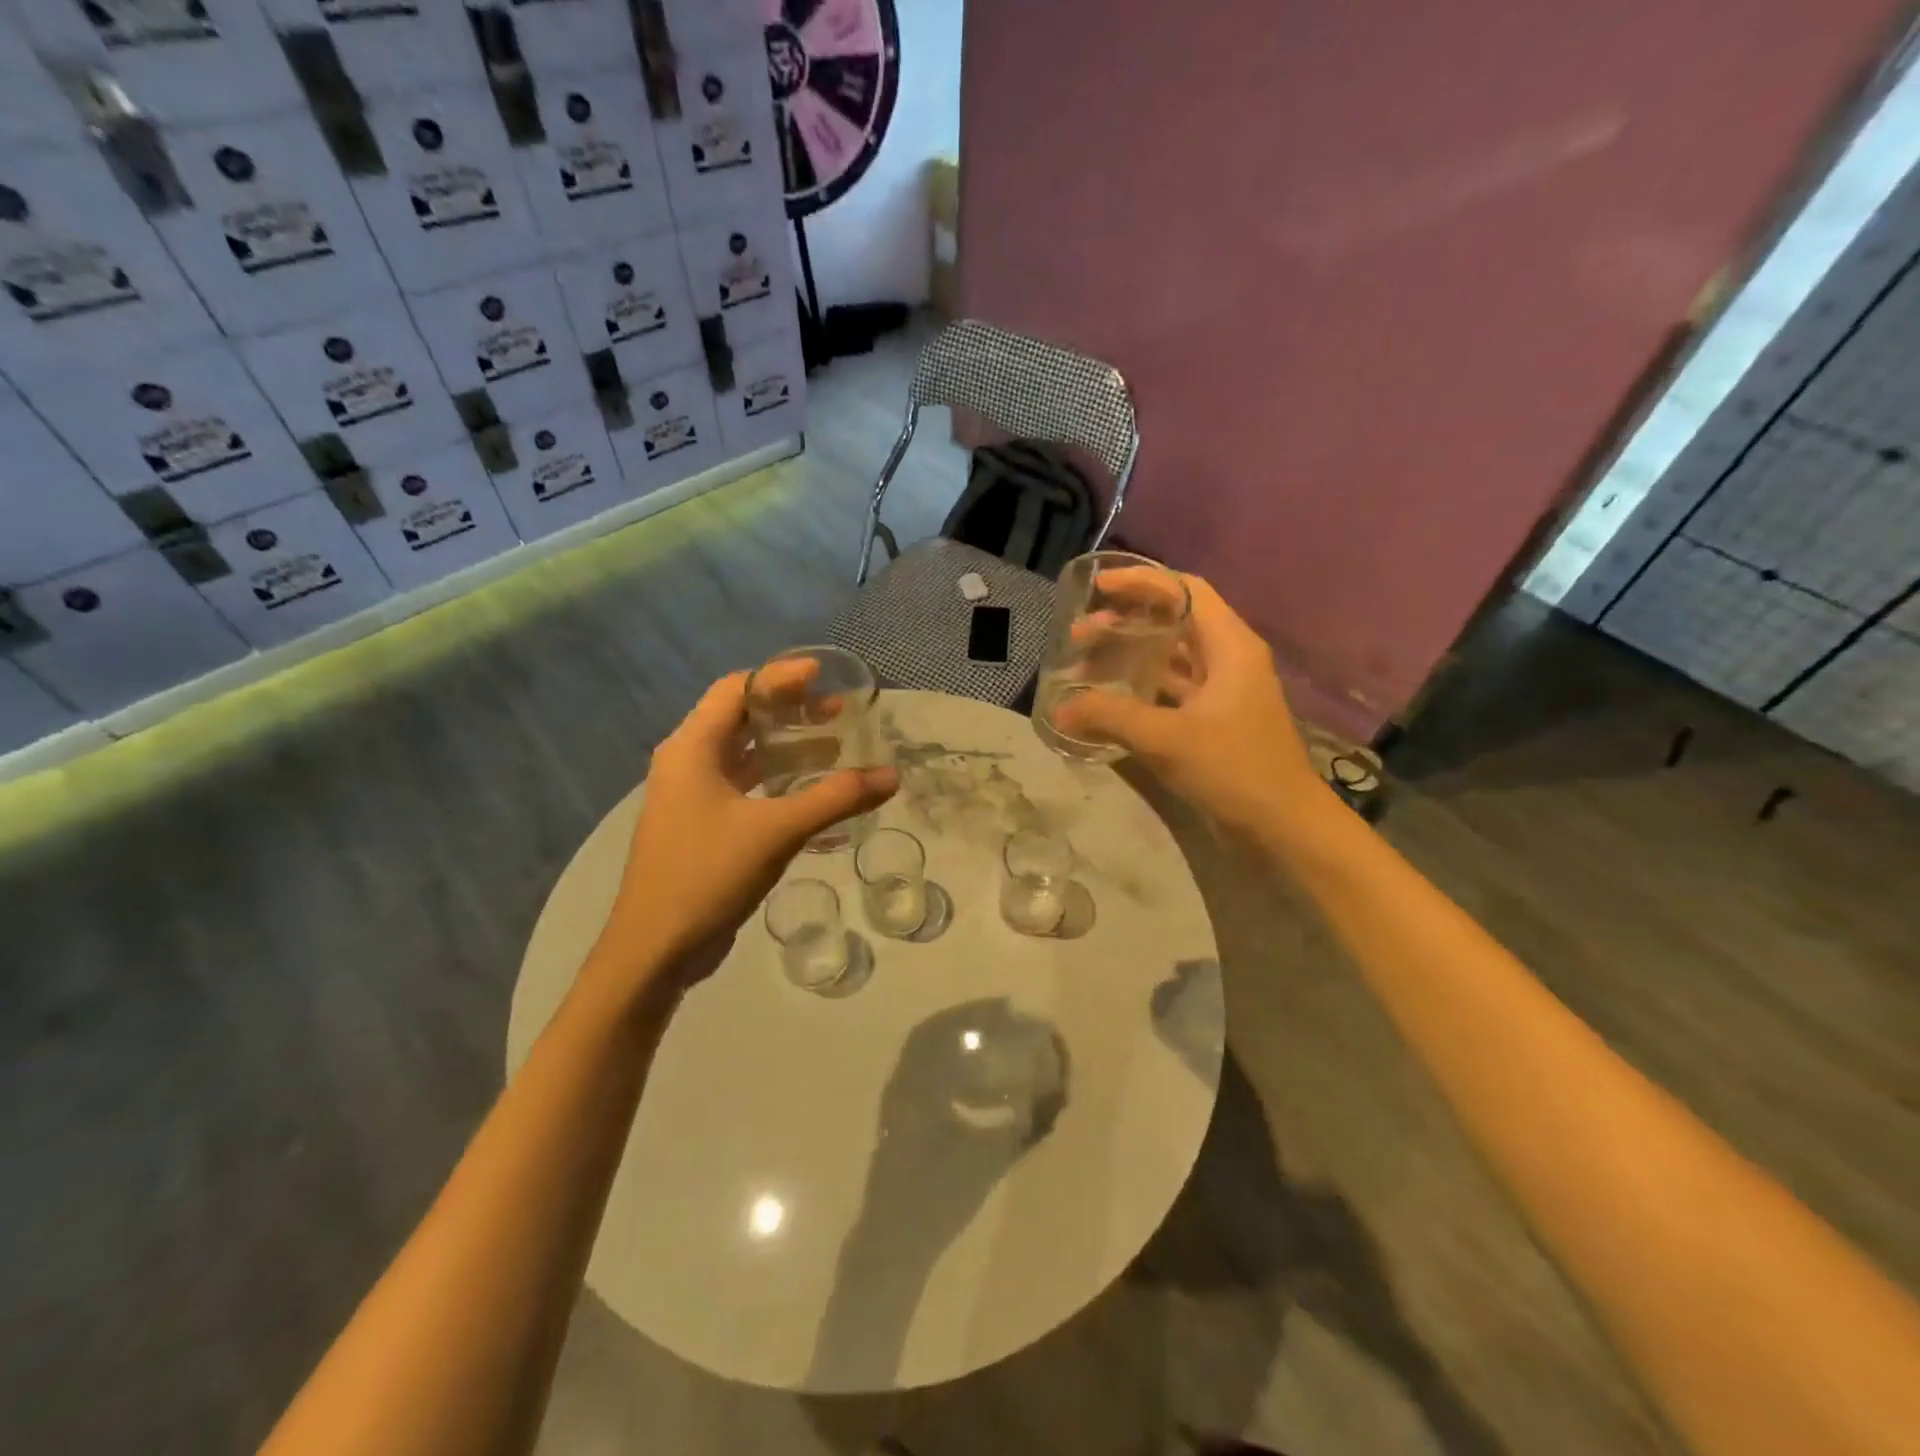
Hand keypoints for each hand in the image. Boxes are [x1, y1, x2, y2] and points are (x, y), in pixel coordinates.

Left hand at [594, 671, 897, 992]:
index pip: (736, 691)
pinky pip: (744, 788)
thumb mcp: (777, 830)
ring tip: (833, 746)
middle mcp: (686, 764)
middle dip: (789, 711)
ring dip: (786, 748)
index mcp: (691, 748)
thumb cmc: (708, 874)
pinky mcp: (700, 828)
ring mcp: (691, 798)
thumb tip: (890, 776)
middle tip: (837, 711)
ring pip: (743, 756)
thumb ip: (836, 798)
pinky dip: (777, 781)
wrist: (655, 950)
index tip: (822, 675)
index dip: (779, 677)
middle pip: (740, 719)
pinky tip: (810, 793)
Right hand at [1053, 574, 1325, 835]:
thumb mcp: (1167, 738)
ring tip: (1085, 665)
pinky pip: (1171, 689)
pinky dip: (1140, 687)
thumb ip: (1111, 718)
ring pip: (1170, 657)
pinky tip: (1109, 700)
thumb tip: (1061, 707)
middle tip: (1080, 634)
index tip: (1097, 588)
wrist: (1283, 825)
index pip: (1184, 590)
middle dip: (1125, 621)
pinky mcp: (1214, 719)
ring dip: (1129, 656)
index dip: (1140, 582)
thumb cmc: (1234, 769)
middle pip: (1173, 621)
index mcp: (1230, 645)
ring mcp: (1223, 690)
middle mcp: (1229, 658)